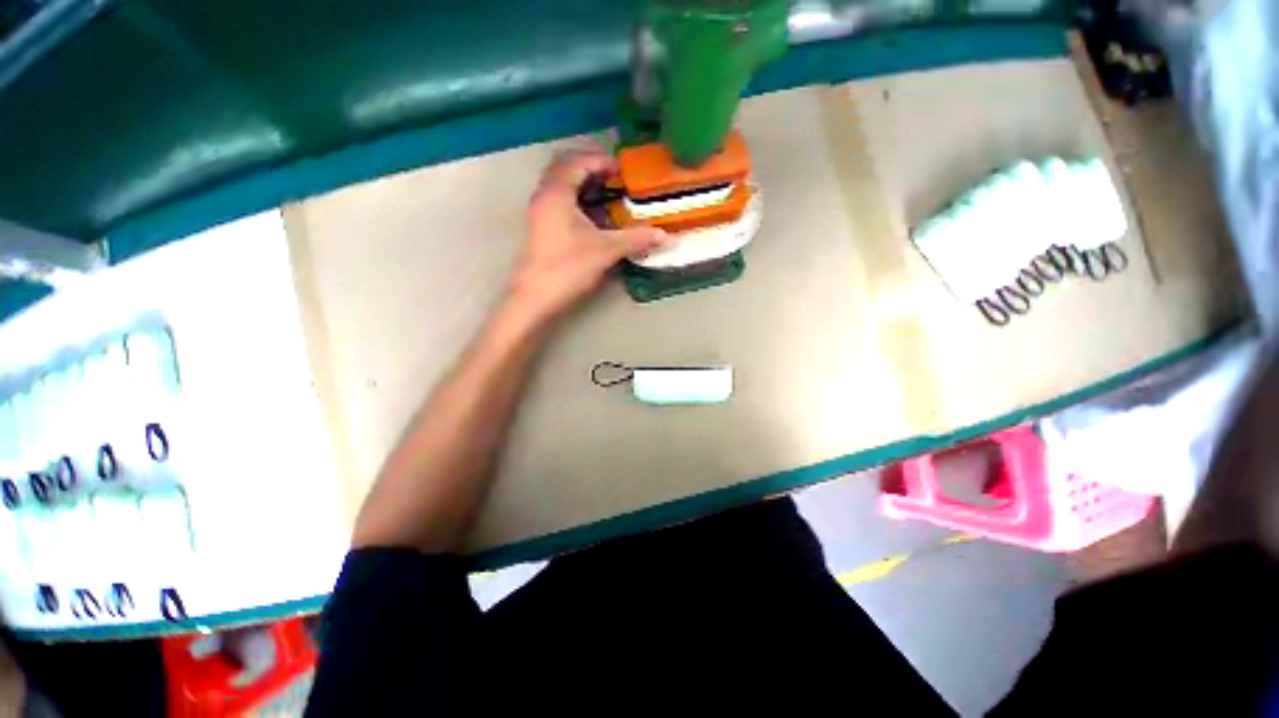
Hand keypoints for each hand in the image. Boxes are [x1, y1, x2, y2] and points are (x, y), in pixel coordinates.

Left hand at [509, 150, 667, 319]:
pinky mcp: (540, 224)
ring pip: (561, 182)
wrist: (533, 299)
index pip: (579, 161)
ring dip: (584, 182)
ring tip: (610, 192)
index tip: (626, 172)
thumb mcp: (606, 250)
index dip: (604, 161)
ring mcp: (539, 209)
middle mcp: (545, 194)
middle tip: (617, 178)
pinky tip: (596, 212)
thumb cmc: (566, 268)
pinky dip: (577, 196)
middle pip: (567, 166)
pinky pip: (559, 197)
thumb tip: (665, 234)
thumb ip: (636, 238)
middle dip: (593, 167)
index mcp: (557, 192)